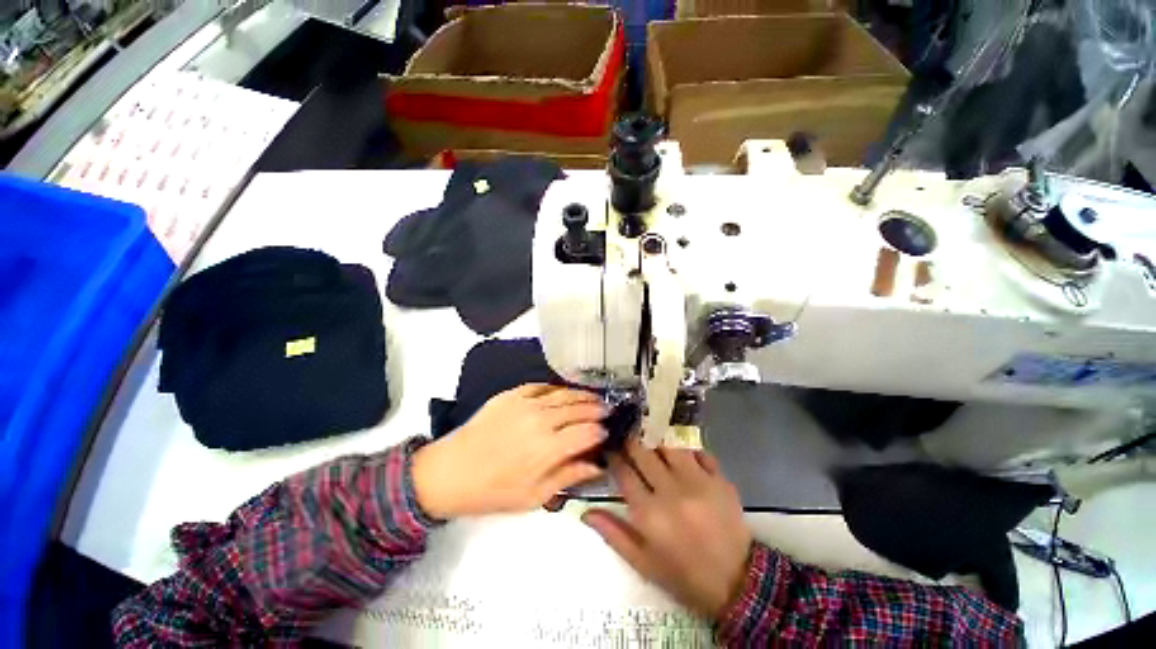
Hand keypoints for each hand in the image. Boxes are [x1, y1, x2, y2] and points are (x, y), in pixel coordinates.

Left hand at [412, 384, 607, 517]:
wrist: (449, 472)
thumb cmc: (492, 491)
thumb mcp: (534, 496)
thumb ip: (568, 476)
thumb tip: (596, 465)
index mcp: (549, 447)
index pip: (587, 432)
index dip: (600, 431)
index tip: (607, 432)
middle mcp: (542, 419)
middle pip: (579, 408)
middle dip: (596, 408)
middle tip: (607, 409)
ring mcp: (526, 403)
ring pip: (563, 393)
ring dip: (582, 395)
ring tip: (593, 397)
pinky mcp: (511, 394)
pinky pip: (541, 386)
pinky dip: (556, 388)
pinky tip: (563, 392)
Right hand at [582, 438, 751, 619]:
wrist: (737, 584)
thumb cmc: (683, 575)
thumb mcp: (643, 563)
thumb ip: (614, 534)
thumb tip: (585, 512)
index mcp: (649, 513)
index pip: (623, 472)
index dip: (613, 456)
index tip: (609, 448)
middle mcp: (671, 491)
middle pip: (644, 452)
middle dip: (631, 441)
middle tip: (627, 436)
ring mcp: (698, 482)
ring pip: (669, 444)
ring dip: (657, 439)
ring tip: (651, 436)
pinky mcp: (719, 479)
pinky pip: (699, 450)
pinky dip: (686, 446)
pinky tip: (679, 447)